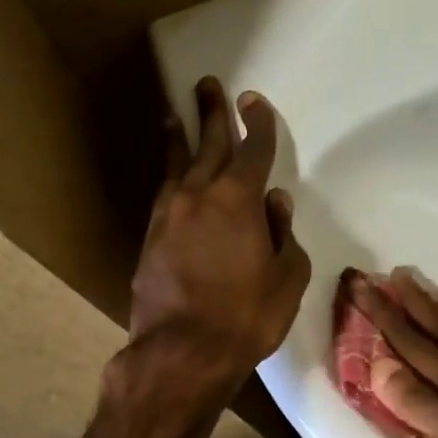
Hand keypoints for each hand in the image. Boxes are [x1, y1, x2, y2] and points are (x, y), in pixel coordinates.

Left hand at [120, 77, 311, 414]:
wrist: (183, 351)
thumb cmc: (246, 317)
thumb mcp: (286, 279)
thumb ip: (284, 236)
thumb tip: (275, 204)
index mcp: (239, 200)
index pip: (253, 151)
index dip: (258, 124)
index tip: (254, 102)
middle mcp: (200, 196)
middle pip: (208, 144)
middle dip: (212, 114)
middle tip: (209, 86)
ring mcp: (169, 216)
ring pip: (177, 165)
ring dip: (180, 139)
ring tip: (174, 117)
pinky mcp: (150, 238)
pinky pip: (164, 193)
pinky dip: (170, 176)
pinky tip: (171, 176)